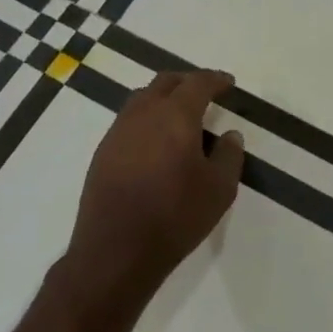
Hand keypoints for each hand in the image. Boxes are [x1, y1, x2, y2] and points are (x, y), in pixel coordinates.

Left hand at [65, 69, 245, 299]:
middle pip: (166, 82)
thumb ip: (229, 155)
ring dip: (164, 98)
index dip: (215, 79)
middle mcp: (144, 114)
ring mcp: (118, 132)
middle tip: (205, 92)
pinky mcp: (103, 153)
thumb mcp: (219, 189)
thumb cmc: (175, 216)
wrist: (115, 251)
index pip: (198, 83)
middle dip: (188, 82)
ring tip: (180, 116)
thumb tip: (229, 135)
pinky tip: (155, 142)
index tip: (228, 83)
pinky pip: (128, 121)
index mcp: (175, 115)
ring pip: (142, 98)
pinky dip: (147, 119)